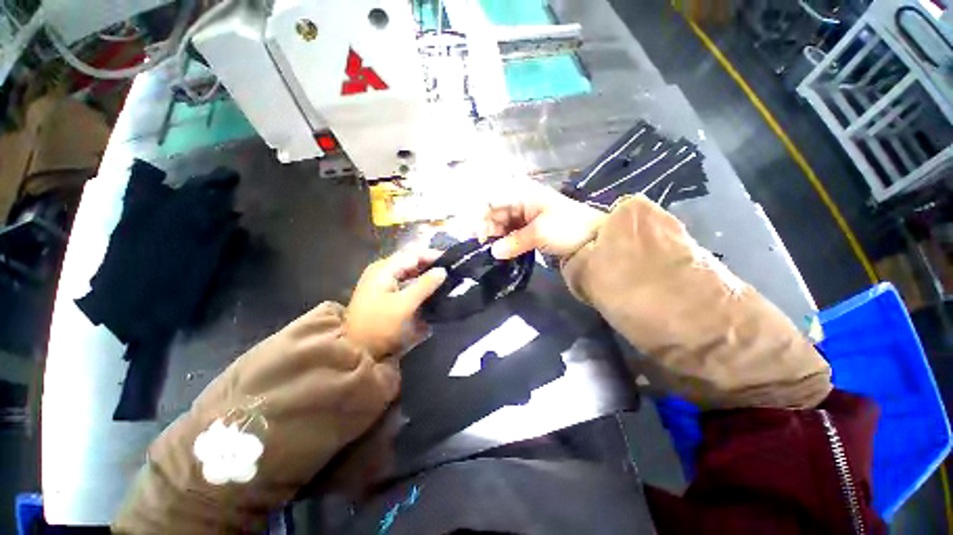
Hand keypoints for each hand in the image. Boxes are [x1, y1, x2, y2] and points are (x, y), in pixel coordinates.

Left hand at [345, 249, 447, 357]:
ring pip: (408, 271)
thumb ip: (425, 285)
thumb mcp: (405, 305)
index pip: (413, 254)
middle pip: (411, 261)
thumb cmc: (380, 326)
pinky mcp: (384, 294)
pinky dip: (418, 283)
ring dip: (425, 273)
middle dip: (430, 264)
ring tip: (444, 279)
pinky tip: (429, 289)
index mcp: (384, 269)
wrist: (357, 353)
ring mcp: (381, 282)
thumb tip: (442, 270)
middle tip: (450, 271)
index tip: (452, 262)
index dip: (433, 256)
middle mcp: (382, 271)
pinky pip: (405, 281)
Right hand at [481, 180, 606, 258]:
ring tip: (493, 252)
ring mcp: (520, 213)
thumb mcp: (540, 233)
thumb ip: (514, 241)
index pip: (490, 200)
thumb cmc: (568, 227)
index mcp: (520, 192)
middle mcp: (517, 199)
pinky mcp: (524, 227)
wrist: (592, 238)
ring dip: (494, 237)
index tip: (480, 238)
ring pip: (498, 223)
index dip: (481, 217)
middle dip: (486, 230)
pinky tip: (501, 251)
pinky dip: (503, 241)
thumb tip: (493, 252)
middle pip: (492, 212)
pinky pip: (507, 232)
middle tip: (486, 249)